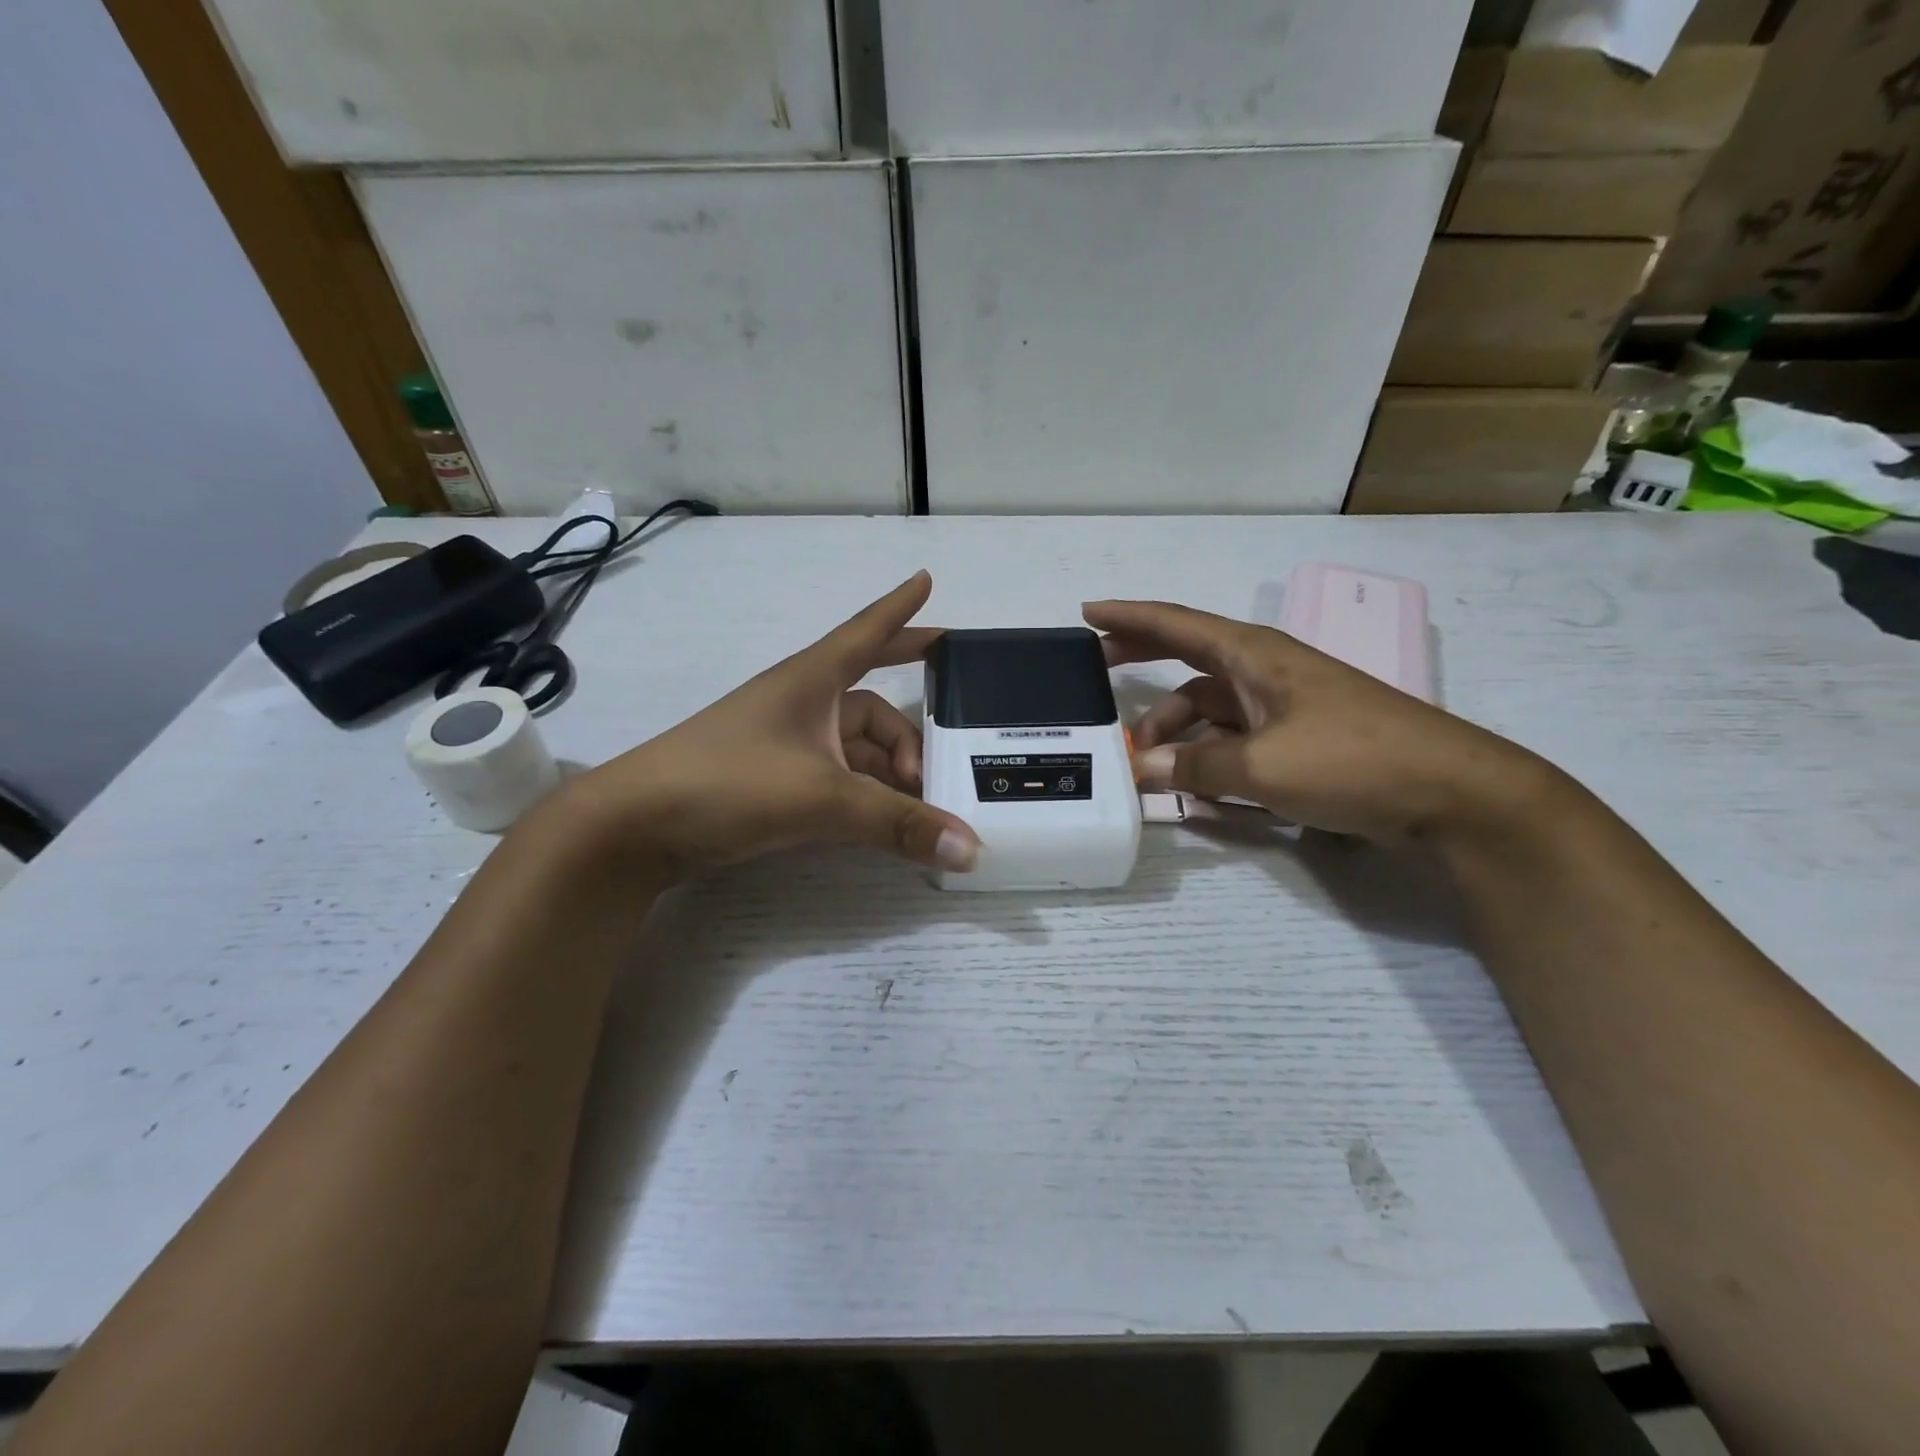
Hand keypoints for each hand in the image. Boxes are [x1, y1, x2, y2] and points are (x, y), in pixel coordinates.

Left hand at [553, 572, 979, 881]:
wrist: (633, 827)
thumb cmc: (727, 783)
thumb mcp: (821, 799)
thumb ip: (897, 824)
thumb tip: (971, 850)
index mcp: (810, 682)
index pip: (866, 633)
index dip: (900, 609)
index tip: (927, 581)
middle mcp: (801, 705)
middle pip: (873, 707)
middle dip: (910, 731)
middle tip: (947, 752)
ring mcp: (785, 745)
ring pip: (856, 750)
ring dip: (890, 773)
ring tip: (921, 804)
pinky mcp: (771, 781)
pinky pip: (837, 778)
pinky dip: (865, 795)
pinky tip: (884, 820)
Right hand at [1084, 599, 1544, 846]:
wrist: (1451, 793)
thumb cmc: (1352, 760)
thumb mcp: (1261, 767)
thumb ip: (1195, 767)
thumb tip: (1143, 770)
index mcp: (1253, 656)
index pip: (1176, 624)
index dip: (1129, 616)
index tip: (1087, 611)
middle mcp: (1263, 672)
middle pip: (1187, 658)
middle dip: (1141, 661)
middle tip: (1096, 672)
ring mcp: (1282, 707)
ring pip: (1208, 709)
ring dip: (1174, 731)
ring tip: (1144, 767)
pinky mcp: (1297, 740)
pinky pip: (1233, 740)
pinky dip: (1206, 757)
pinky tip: (1190, 786)